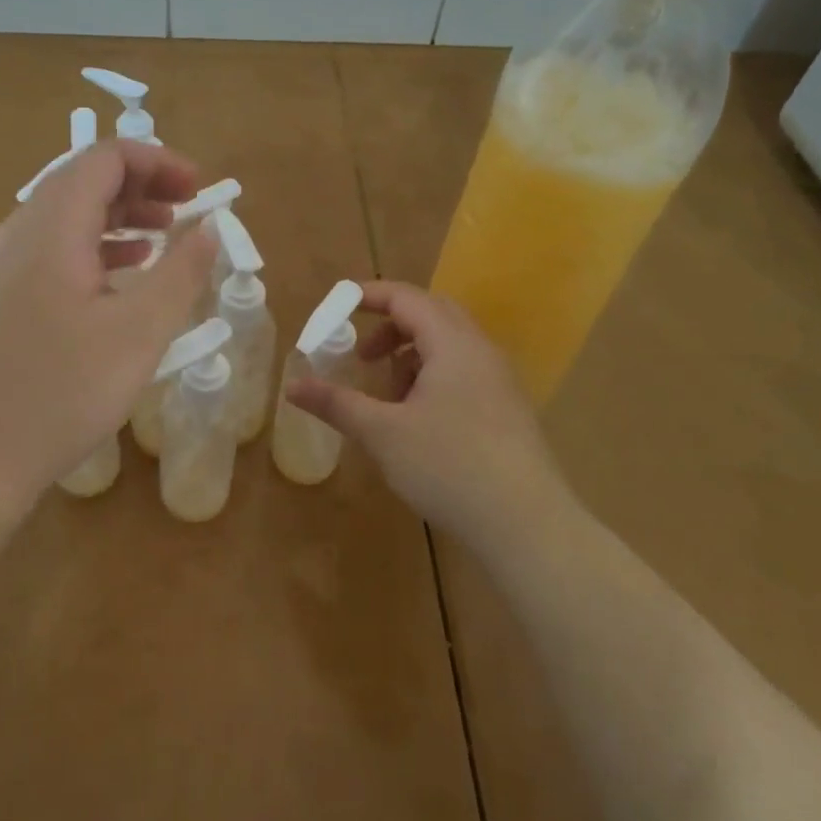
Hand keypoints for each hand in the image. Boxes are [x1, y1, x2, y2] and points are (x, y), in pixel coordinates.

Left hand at [0, 141, 216, 529]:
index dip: (159, 161)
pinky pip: (57, 245)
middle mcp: (24, 231)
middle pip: (86, 178)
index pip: (106, 158)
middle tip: (187, 209)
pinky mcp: (4, 294)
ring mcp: (7, 263)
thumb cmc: (60, 392)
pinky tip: (126, 273)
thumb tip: (209, 229)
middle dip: (143, 184)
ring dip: (122, 213)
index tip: (199, 189)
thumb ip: (181, 273)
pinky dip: (99, 243)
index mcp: (53, 226)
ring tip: (165, 235)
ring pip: (70, 213)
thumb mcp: (139, 332)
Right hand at [286, 281, 571, 548]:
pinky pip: (464, 371)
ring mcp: (499, 380)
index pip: (406, 298)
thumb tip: (292, 386)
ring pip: (449, 345)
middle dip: (391, 327)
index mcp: (452, 344)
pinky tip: (420, 421)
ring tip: (389, 396)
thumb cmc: (450, 467)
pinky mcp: (508, 409)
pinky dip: (433, 377)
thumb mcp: (383, 434)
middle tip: (363, 355)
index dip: (368, 295)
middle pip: (431, 314)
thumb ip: (337, 404)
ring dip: (412, 355)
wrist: (528, 525)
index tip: (336, 307)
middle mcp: (480, 350)